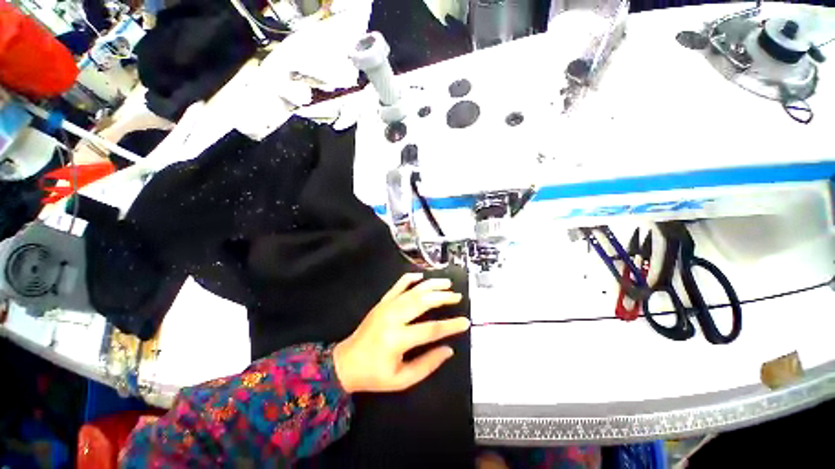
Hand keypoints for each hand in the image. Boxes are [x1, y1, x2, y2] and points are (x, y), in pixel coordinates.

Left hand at [333, 273, 469, 392]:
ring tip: (447, 283)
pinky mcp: (382, 302)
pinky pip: (397, 285)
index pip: (431, 329)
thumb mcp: (402, 379)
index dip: (450, 325)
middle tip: (457, 297)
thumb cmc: (374, 375)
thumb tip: (448, 350)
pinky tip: (421, 276)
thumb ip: (427, 365)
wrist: (345, 363)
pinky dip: (410, 278)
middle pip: (423, 302)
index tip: (465, 322)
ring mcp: (386, 306)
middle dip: (442, 297)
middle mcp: (393, 318)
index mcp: (397, 339)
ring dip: (431, 285)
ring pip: (413, 290)